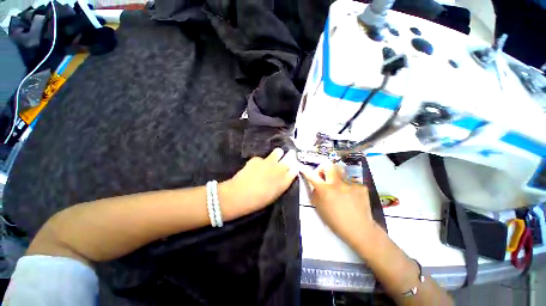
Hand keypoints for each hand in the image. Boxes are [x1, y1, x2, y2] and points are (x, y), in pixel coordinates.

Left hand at [221, 148, 298, 218]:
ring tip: (273, 158)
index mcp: (285, 180)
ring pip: (278, 152)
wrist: (240, 195)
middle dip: (289, 156)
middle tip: (287, 156)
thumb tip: (286, 175)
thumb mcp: (275, 194)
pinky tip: (255, 167)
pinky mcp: (257, 159)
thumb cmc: (259, 200)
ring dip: (277, 154)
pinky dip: (260, 162)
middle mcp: (280, 168)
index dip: (294, 166)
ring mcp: (269, 162)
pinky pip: (262, 158)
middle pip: (290, 157)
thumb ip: (282, 183)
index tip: (293, 165)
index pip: (295, 168)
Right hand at [301, 161, 376, 247]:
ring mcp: (350, 183)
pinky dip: (348, 187)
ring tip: (338, 187)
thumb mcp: (319, 208)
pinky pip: (351, 182)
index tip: (304, 169)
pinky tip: (351, 197)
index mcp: (325, 190)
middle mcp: (337, 183)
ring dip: (336, 176)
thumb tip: (315, 186)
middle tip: (324, 176)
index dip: (306, 172)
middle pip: (328, 165)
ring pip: (341, 171)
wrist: (360, 229)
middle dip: (323, 168)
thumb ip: (315, 194)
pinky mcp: (361, 186)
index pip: (312, 176)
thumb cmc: (336, 221)